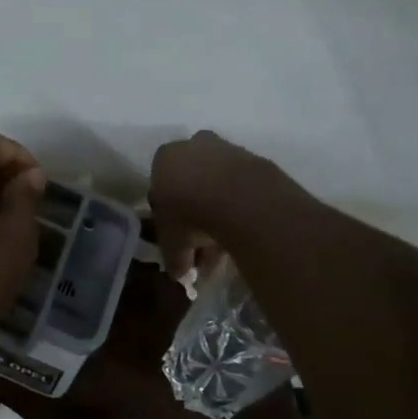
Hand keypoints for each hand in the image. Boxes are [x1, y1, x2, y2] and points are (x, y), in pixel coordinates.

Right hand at [148, 131, 277, 281]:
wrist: (243, 201)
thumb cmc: (191, 215)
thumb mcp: (172, 243)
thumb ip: (173, 257)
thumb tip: (178, 272)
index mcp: (165, 158)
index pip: (160, 188)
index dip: (168, 218)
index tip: (177, 239)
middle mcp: (194, 146)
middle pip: (192, 185)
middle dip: (195, 217)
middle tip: (202, 248)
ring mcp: (228, 150)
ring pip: (219, 188)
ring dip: (219, 216)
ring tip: (225, 250)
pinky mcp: (257, 161)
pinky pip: (243, 190)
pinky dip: (241, 210)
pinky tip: (243, 235)